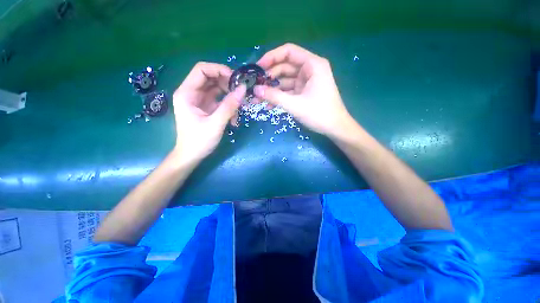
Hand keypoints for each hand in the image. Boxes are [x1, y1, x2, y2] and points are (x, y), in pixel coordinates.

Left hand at [172, 62, 245, 163]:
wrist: (191, 156)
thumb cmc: (199, 141)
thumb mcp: (216, 124)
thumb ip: (229, 106)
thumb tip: (243, 89)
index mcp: (187, 93)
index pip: (201, 70)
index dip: (219, 70)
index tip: (235, 79)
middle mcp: (191, 93)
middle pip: (211, 78)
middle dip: (227, 84)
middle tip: (240, 93)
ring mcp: (199, 101)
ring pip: (216, 89)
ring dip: (229, 96)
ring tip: (238, 108)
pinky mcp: (206, 108)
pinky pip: (219, 100)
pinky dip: (228, 106)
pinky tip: (233, 118)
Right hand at [254, 43, 354, 138]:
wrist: (335, 128)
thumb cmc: (320, 114)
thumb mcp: (296, 105)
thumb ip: (275, 97)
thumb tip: (255, 90)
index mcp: (312, 65)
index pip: (289, 52)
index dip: (272, 57)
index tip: (258, 68)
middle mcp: (309, 70)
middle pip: (285, 67)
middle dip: (269, 77)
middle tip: (255, 86)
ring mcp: (306, 82)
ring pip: (285, 81)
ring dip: (272, 89)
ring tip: (257, 98)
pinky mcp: (304, 93)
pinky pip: (288, 91)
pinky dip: (279, 97)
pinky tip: (268, 105)